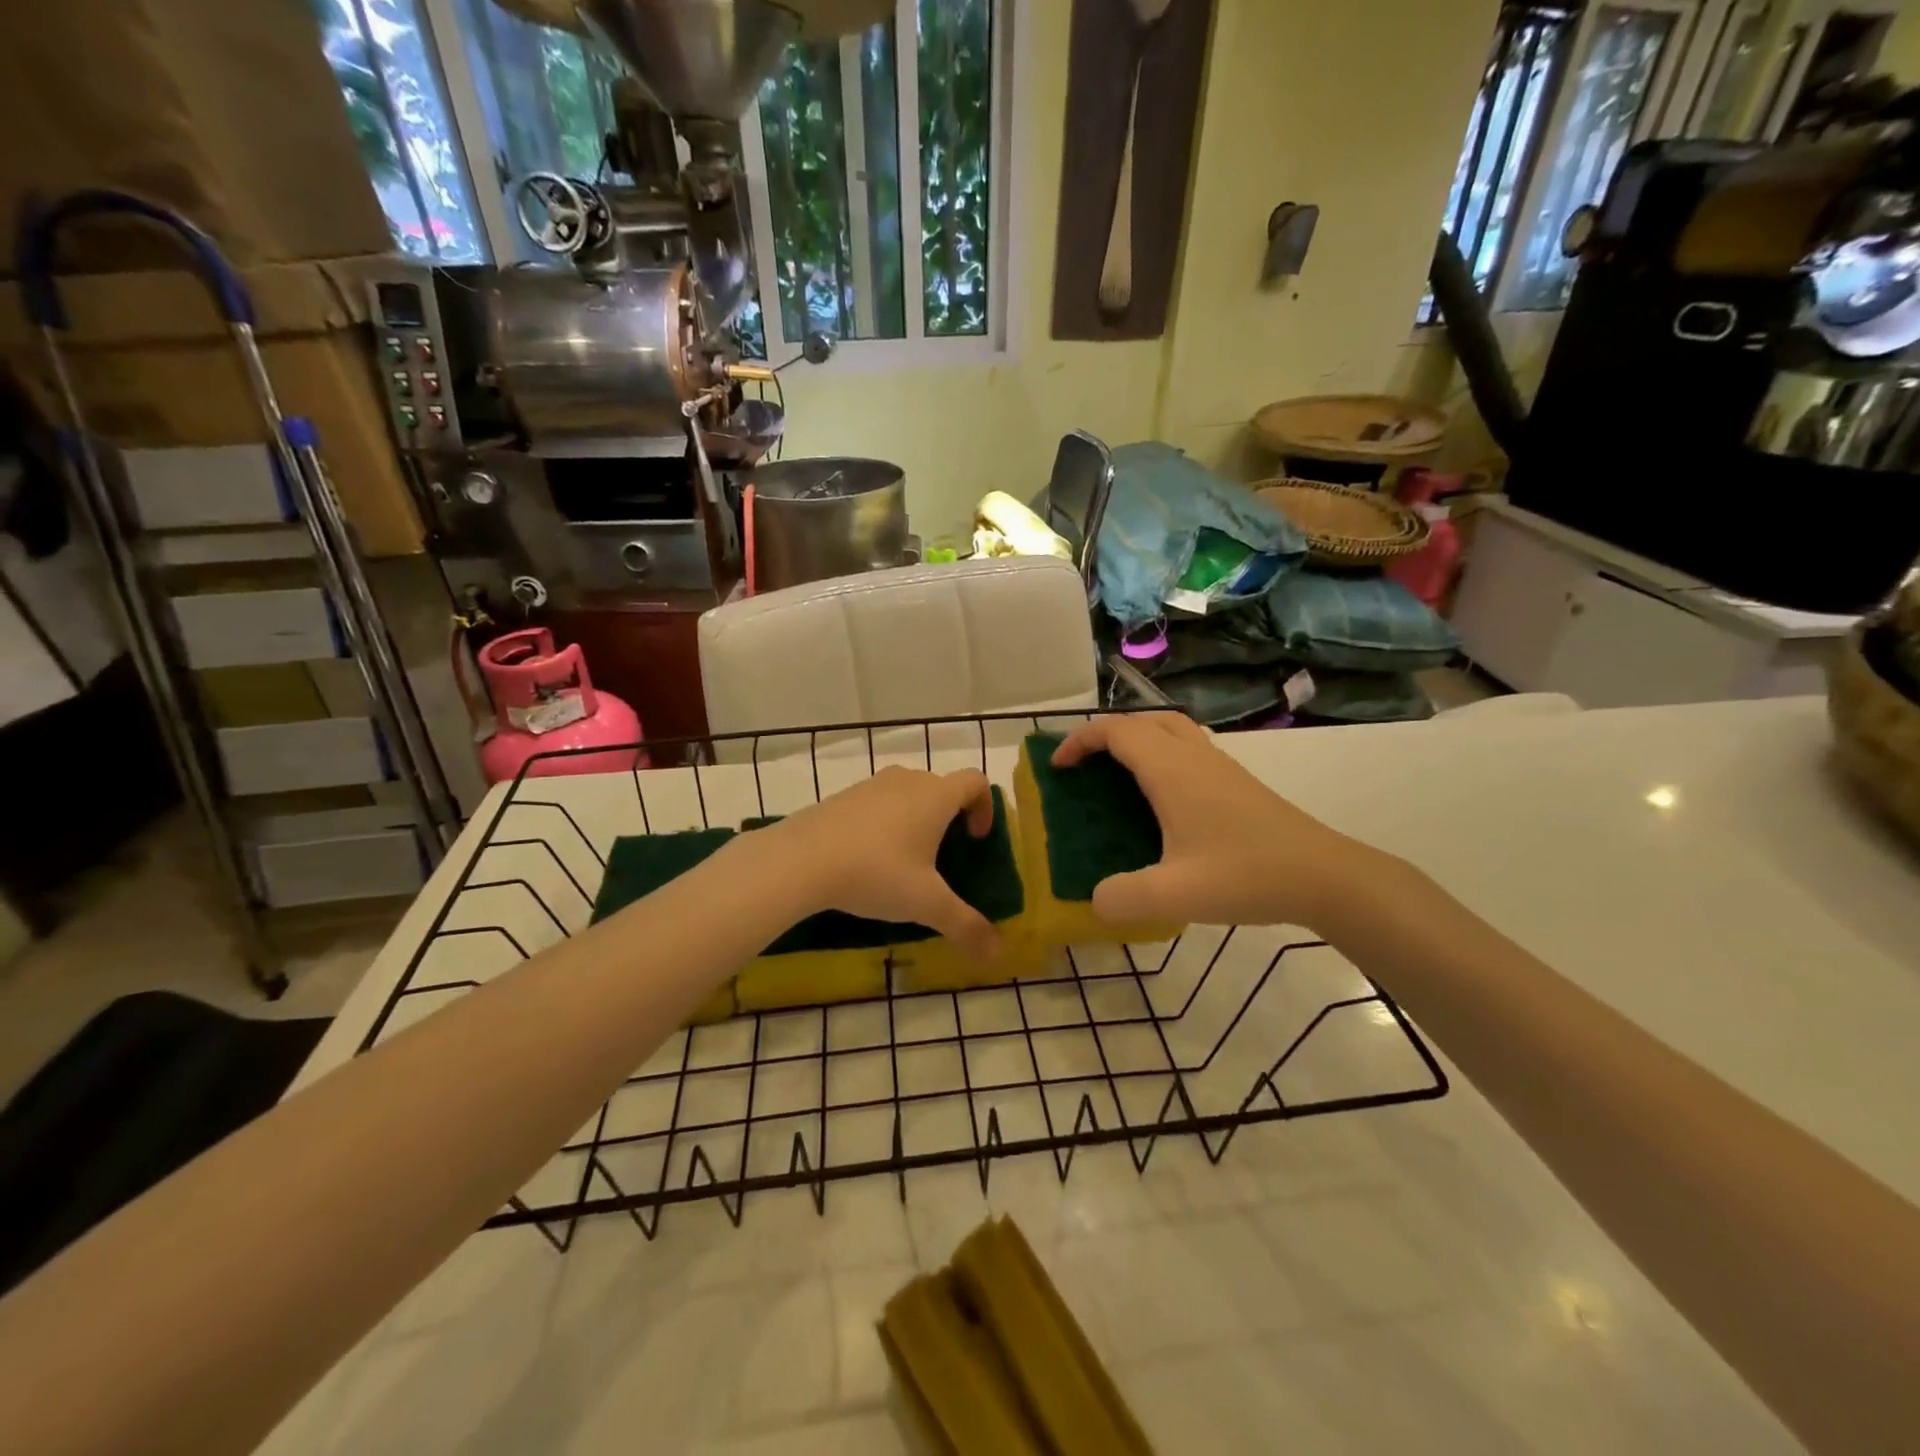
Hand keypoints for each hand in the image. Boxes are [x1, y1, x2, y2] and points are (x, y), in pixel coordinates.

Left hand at [761, 766, 1000, 958]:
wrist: (800, 859)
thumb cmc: (876, 872)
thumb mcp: (926, 904)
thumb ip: (965, 925)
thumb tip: (997, 951)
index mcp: (936, 795)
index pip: (976, 782)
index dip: (985, 807)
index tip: (976, 840)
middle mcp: (907, 780)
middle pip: (941, 788)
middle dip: (950, 818)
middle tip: (944, 858)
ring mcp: (871, 785)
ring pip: (907, 794)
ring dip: (916, 820)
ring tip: (905, 861)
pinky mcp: (842, 797)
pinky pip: (877, 804)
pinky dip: (884, 824)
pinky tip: (868, 860)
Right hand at [1051, 714, 1383, 930]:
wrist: (1325, 876)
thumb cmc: (1247, 875)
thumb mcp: (1175, 895)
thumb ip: (1123, 898)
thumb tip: (1094, 900)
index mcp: (1172, 770)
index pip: (1115, 731)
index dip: (1079, 741)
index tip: (1058, 768)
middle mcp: (1193, 756)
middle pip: (1141, 721)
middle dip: (1104, 736)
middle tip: (1084, 769)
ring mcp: (1219, 766)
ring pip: (1168, 730)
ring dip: (1136, 740)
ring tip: (1117, 777)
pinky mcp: (1236, 781)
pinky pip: (1186, 748)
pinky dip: (1160, 755)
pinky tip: (1161, 800)